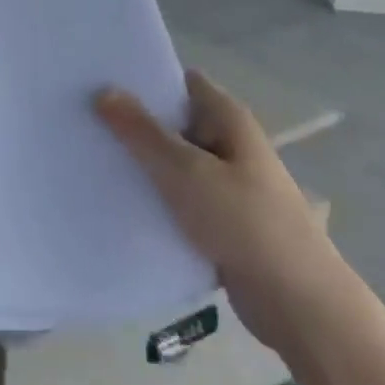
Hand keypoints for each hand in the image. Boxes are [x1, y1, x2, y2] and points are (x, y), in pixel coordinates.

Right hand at [96, 70, 353, 352]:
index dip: (144, 79)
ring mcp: (228, 184)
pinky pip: (181, 198)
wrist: (299, 305)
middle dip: (135, 123)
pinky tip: (120, 202)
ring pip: (175, 163)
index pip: (180, 82)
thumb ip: (142, 132)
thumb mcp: (185, 171)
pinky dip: (156, 198)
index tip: (101, 82)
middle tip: (85, 121)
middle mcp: (230, 144)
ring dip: (143, 164)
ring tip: (93, 159)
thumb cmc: (244, 222)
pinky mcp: (222, 221)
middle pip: (174, 122)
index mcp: (228, 119)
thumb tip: (103, 90)